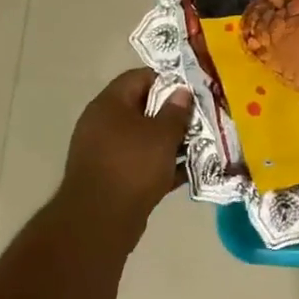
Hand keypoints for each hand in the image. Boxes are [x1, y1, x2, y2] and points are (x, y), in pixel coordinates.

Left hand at [60, 69, 192, 230]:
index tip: (192, 90)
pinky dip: (159, 164)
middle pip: (141, 107)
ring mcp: (103, 151)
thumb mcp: (162, 135)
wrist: (99, 221)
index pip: (139, 77)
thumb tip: (182, 92)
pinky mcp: (109, 177)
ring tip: (198, 145)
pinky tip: (184, 172)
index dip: (167, 80)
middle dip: (171, 113)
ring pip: (142, 138)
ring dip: (168, 141)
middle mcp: (101, 123)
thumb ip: (175, 111)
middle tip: (199, 119)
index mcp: (109, 104)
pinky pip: (139, 162)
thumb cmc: (132, 166)